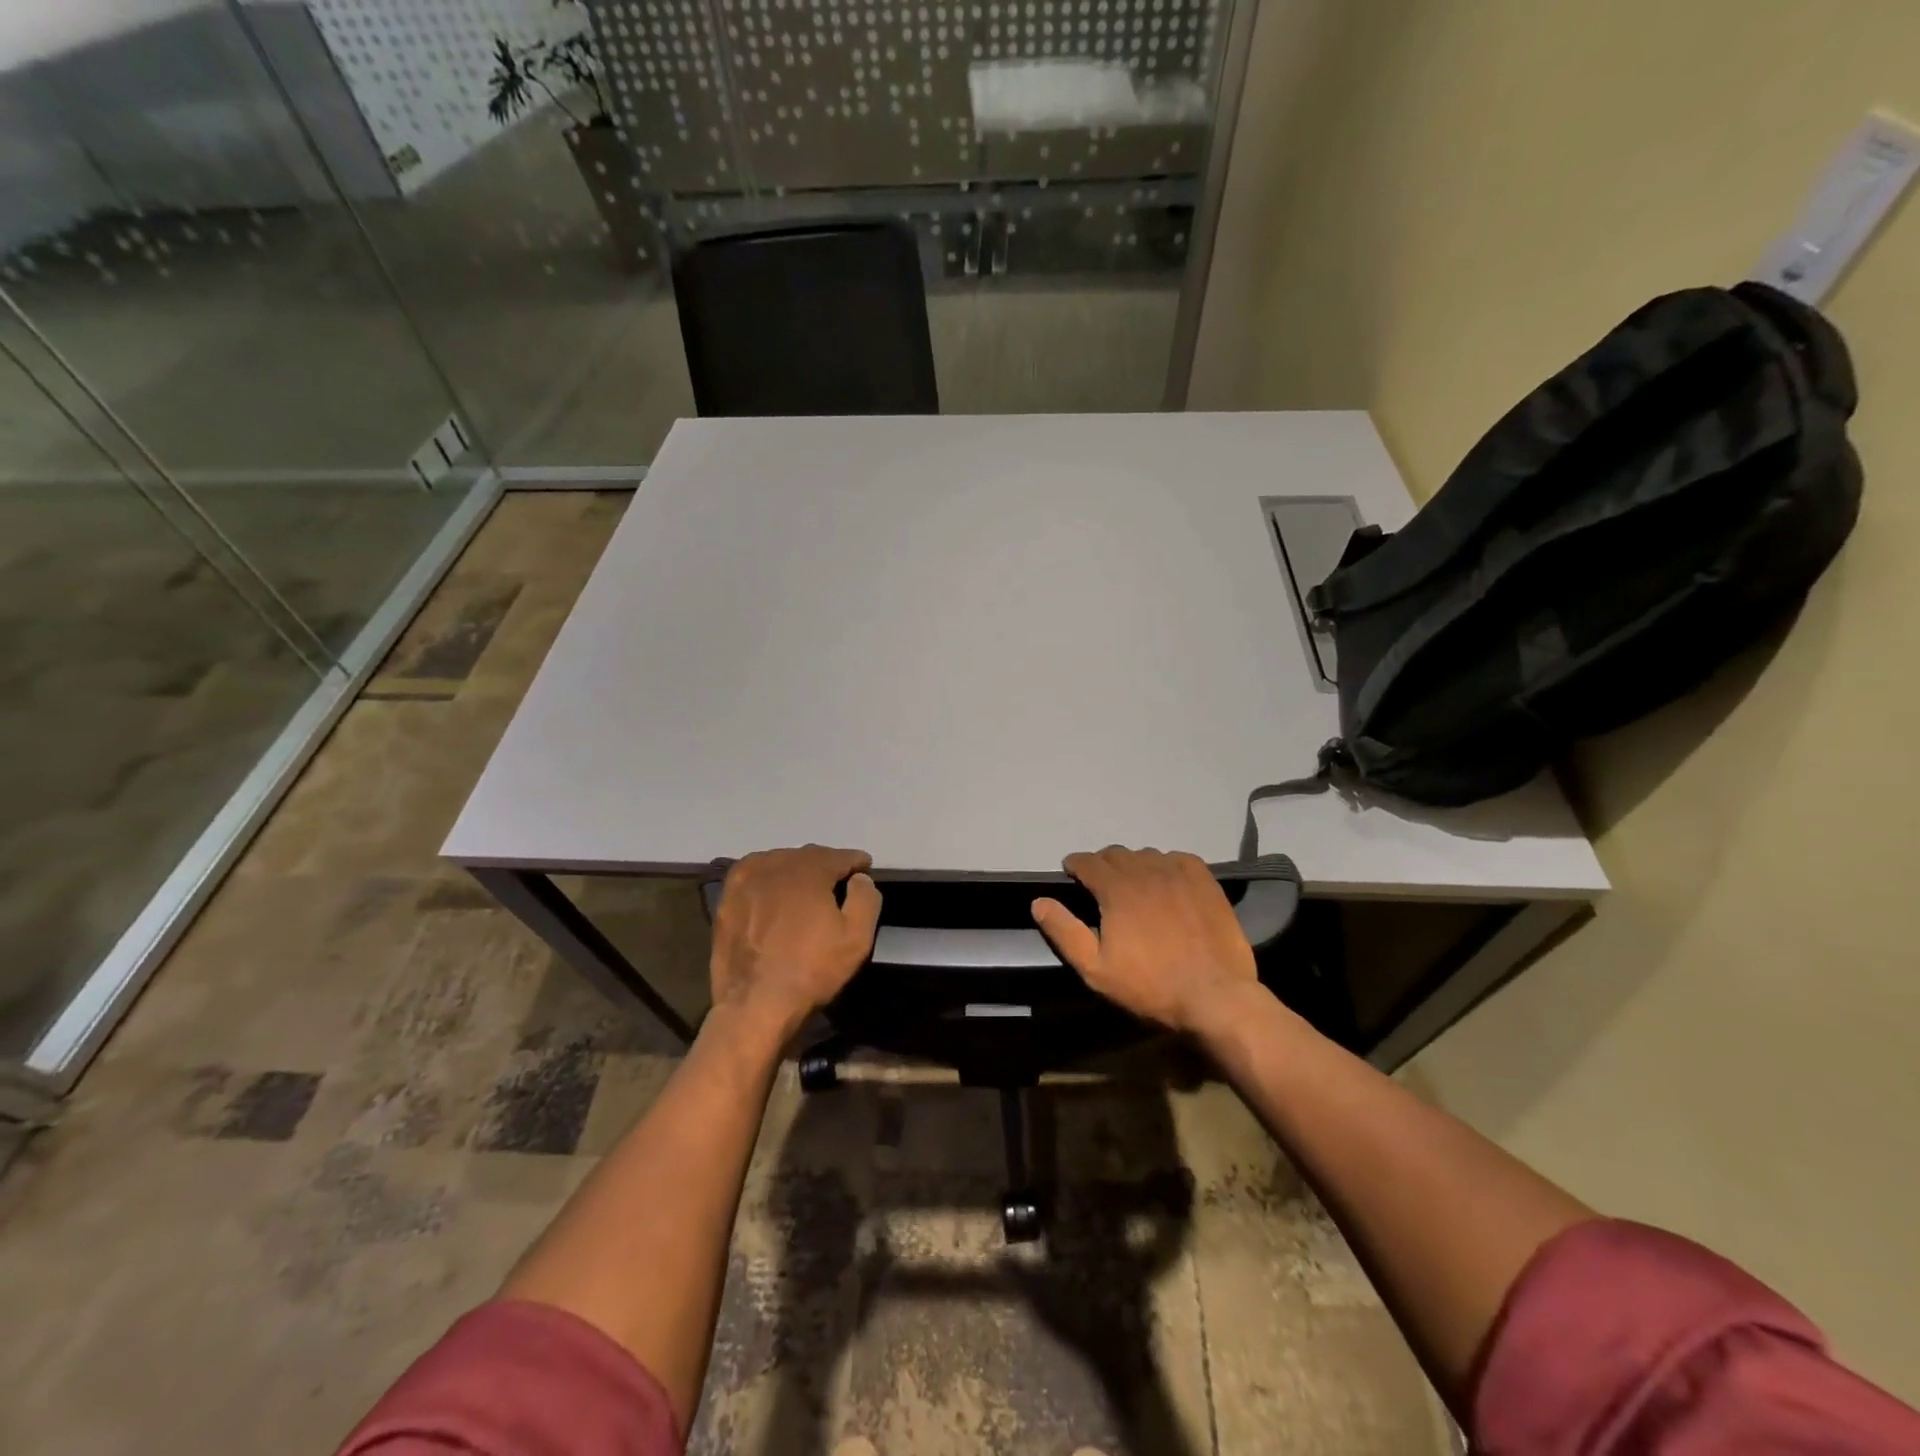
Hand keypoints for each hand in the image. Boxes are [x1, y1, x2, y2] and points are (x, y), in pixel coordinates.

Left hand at [709, 845, 881, 1038]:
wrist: (755, 1003)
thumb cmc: (812, 969)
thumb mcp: (857, 937)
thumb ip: (866, 898)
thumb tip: (860, 878)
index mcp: (809, 870)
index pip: (839, 856)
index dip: (855, 862)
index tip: (865, 868)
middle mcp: (776, 865)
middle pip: (808, 856)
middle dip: (826, 864)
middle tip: (838, 880)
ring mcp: (747, 880)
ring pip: (779, 862)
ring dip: (796, 869)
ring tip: (805, 887)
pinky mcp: (727, 898)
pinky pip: (753, 876)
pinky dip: (768, 878)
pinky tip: (773, 891)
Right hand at [1031, 845, 1257, 1033]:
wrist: (1215, 997)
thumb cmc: (1150, 986)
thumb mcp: (1095, 969)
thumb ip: (1064, 931)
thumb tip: (1039, 901)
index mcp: (1116, 889)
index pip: (1087, 861)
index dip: (1075, 865)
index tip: (1071, 874)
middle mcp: (1145, 871)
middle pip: (1116, 854)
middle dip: (1102, 865)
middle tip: (1100, 885)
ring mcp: (1179, 873)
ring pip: (1146, 854)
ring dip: (1133, 865)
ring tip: (1134, 885)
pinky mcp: (1205, 882)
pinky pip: (1178, 858)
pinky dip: (1165, 864)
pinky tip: (1166, 881)